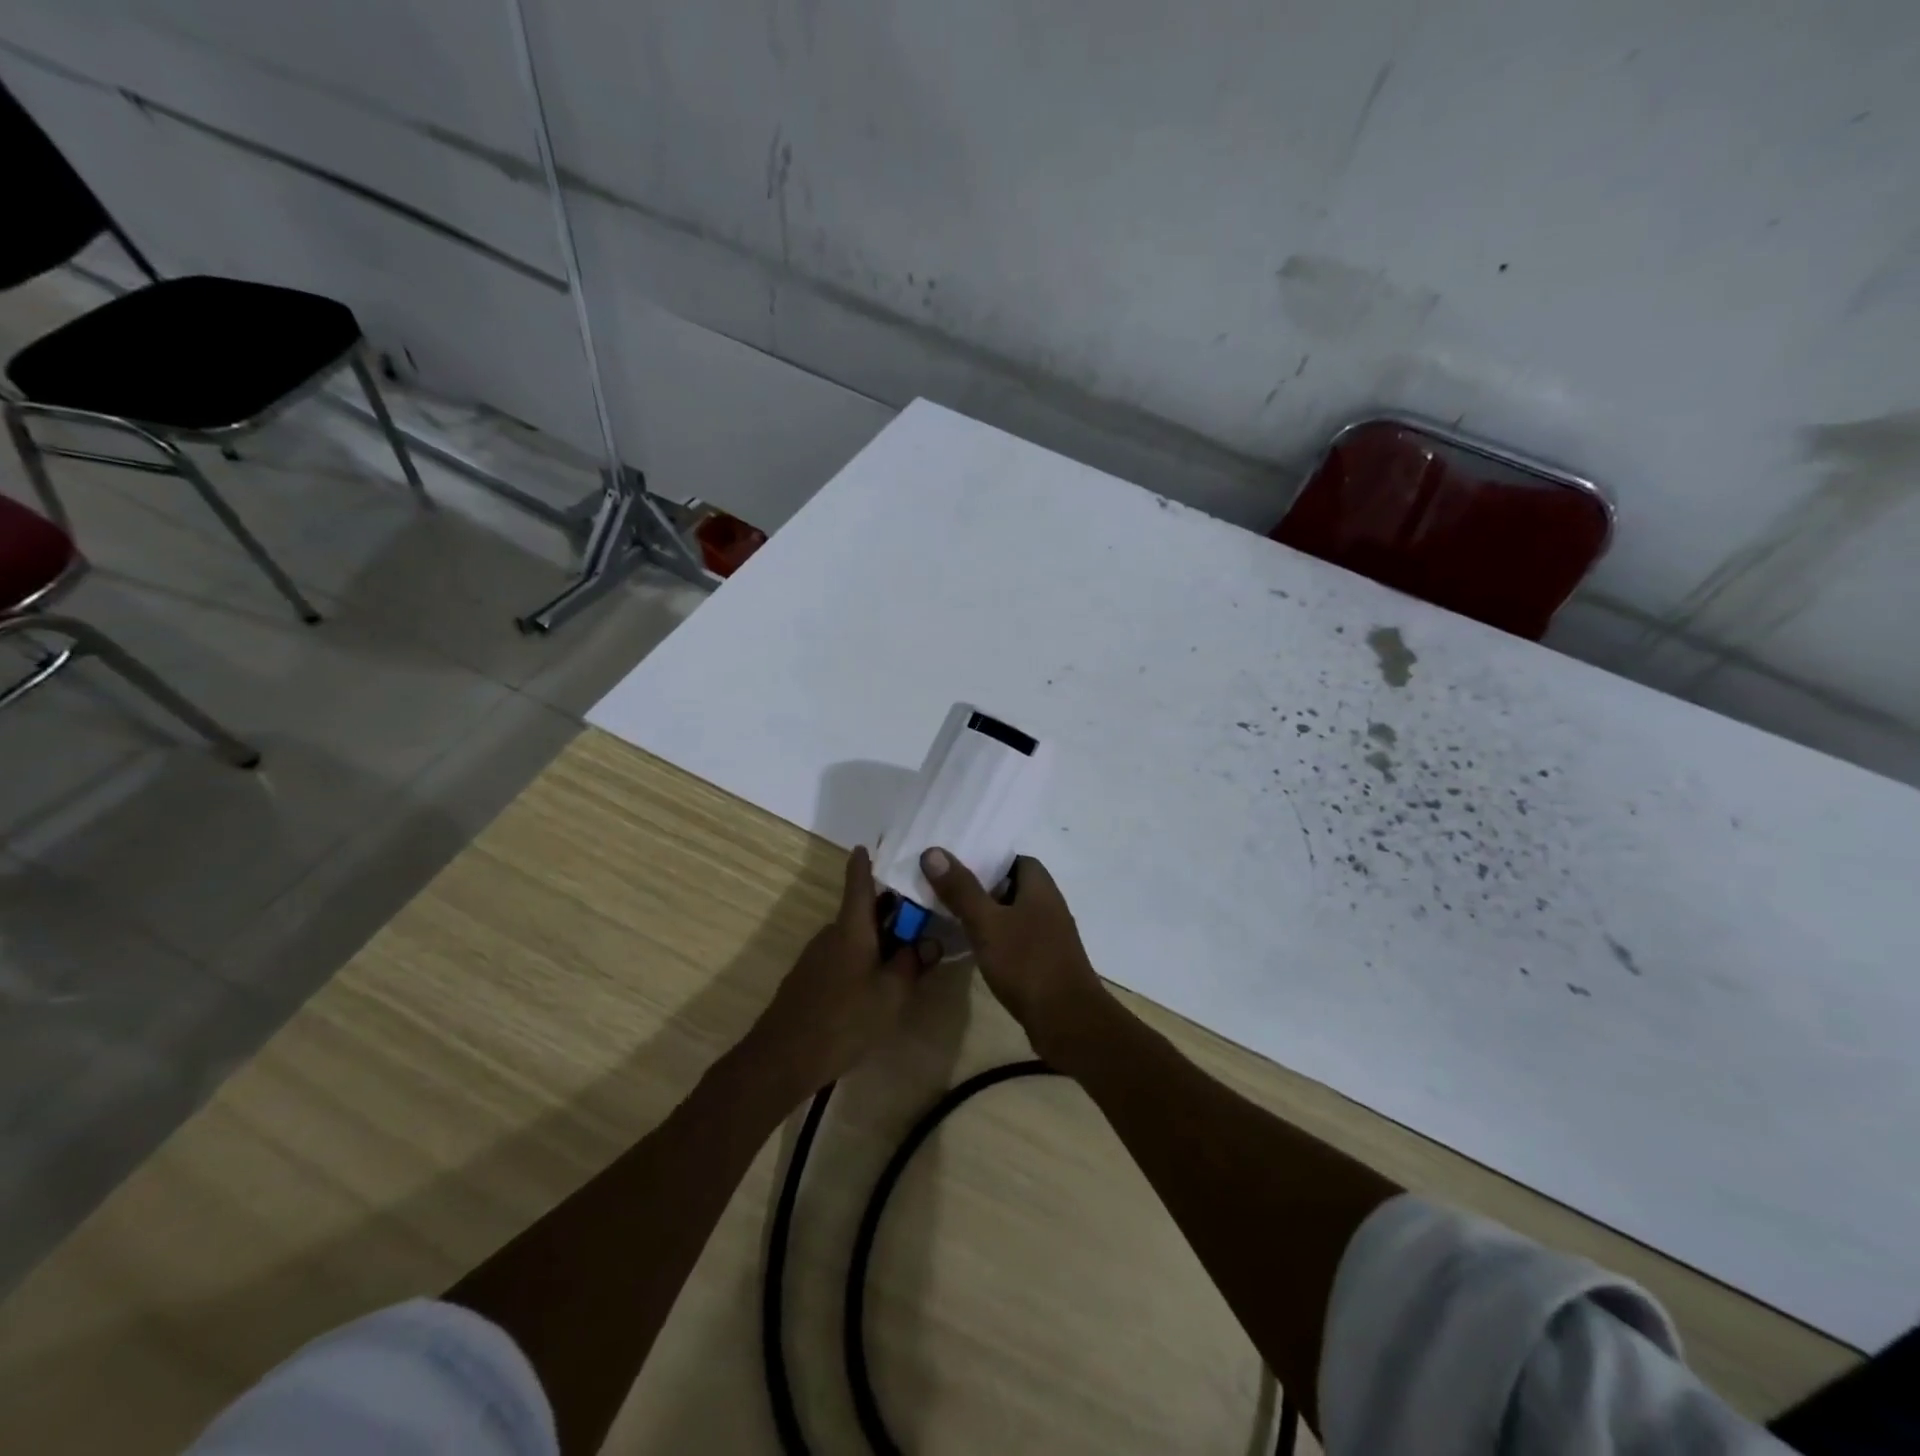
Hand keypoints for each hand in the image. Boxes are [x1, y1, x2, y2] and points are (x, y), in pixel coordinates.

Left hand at [746, 847, 937, 1095]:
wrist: (783, 1058)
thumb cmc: (844, 1019)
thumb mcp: (891, 993)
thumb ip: (913, 963)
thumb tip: (931, 941)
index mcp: (851, 928)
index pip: (859, 883)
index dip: (865, 863)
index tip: (869, 845)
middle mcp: (832, 934)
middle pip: (862, 911)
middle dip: (889, 909)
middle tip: (921, 912)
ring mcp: (817, 957)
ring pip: (854, 936)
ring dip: (878, 938)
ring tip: (907, 953)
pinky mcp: (810, 980)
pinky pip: (843, 957)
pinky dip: (863, 958)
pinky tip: (877, 984)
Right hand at [918, 848, 1103, 1060]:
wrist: (1067, 1021)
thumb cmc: (1027, 963)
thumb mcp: (987, 924)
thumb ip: (961, 889)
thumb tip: (933, 851)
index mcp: (1040, 887)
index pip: (1014, 859)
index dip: (987, 858)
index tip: (956, 864)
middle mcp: (1049, 905)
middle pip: (1012, 885)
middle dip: (981, 886)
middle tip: (946, 888)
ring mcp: (1049, 935)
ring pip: (1013, 913)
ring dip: (988, 913)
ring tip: (952, 915)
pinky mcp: (1045, 961)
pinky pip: (1017, 937)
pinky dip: (997, 937)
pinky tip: (975, 947)